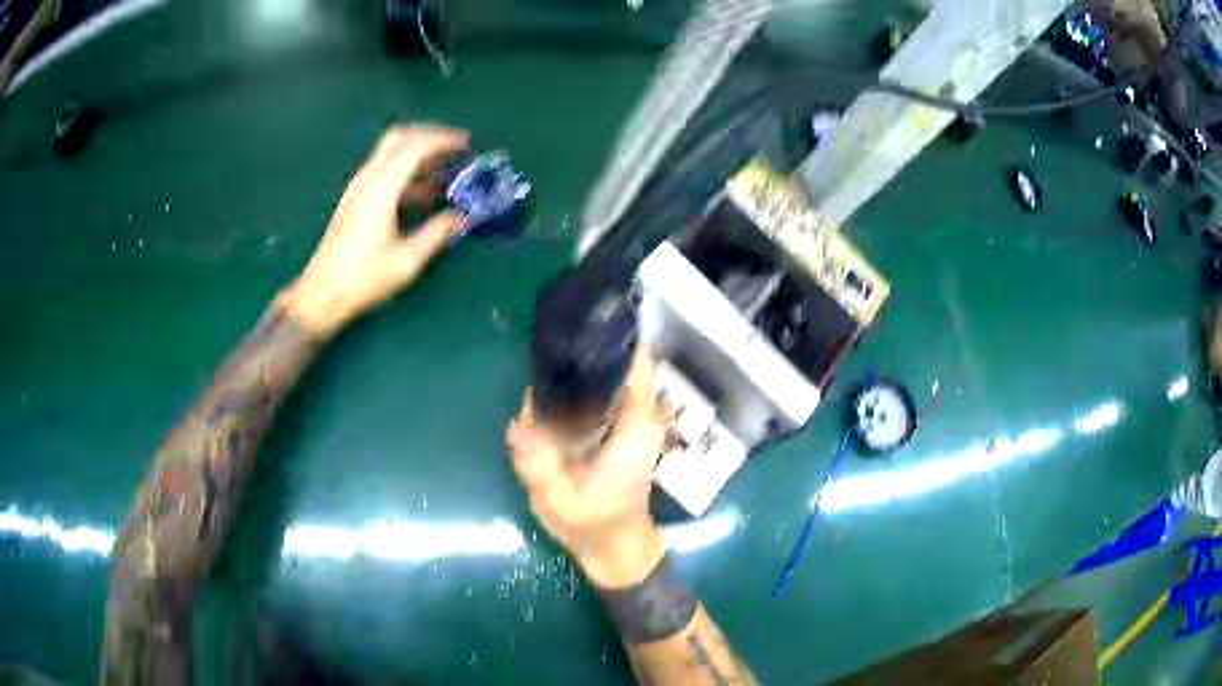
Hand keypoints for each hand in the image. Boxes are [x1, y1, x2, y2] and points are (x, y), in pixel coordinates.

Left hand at [277, 124, 469, 336]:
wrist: (321, 295)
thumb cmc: (363, 279)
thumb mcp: (407, 261)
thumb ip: (437, 233)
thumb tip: (462, 217)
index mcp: (381, 189)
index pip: (415, 147)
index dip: (443, 140)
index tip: (467, 144)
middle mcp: (367, 180)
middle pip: (399, 138)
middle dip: (429, 136)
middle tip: (454, 148)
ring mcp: (358, 188)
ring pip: (389, 153)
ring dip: (418, 154)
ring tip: (444, 171)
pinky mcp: (354, 200)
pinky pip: (383, 170)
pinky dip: (405, 170)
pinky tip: (421, 193)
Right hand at [507, 349, 667, 587]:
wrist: (615, 546)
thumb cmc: (595, 526)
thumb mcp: (560, 504)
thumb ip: (539, 467)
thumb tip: (517, 427)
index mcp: (633, 433)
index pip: (638, 371)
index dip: (619, 341)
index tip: (588, 317)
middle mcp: (635, 420)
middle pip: (619, 366)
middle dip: (587, 350)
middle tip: (549, 337)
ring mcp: (627, 424)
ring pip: (606, 379)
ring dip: (579, 369)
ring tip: (545, 358)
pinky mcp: (616, 430)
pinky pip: (598, 396)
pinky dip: (576, 389)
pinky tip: (548, 392)